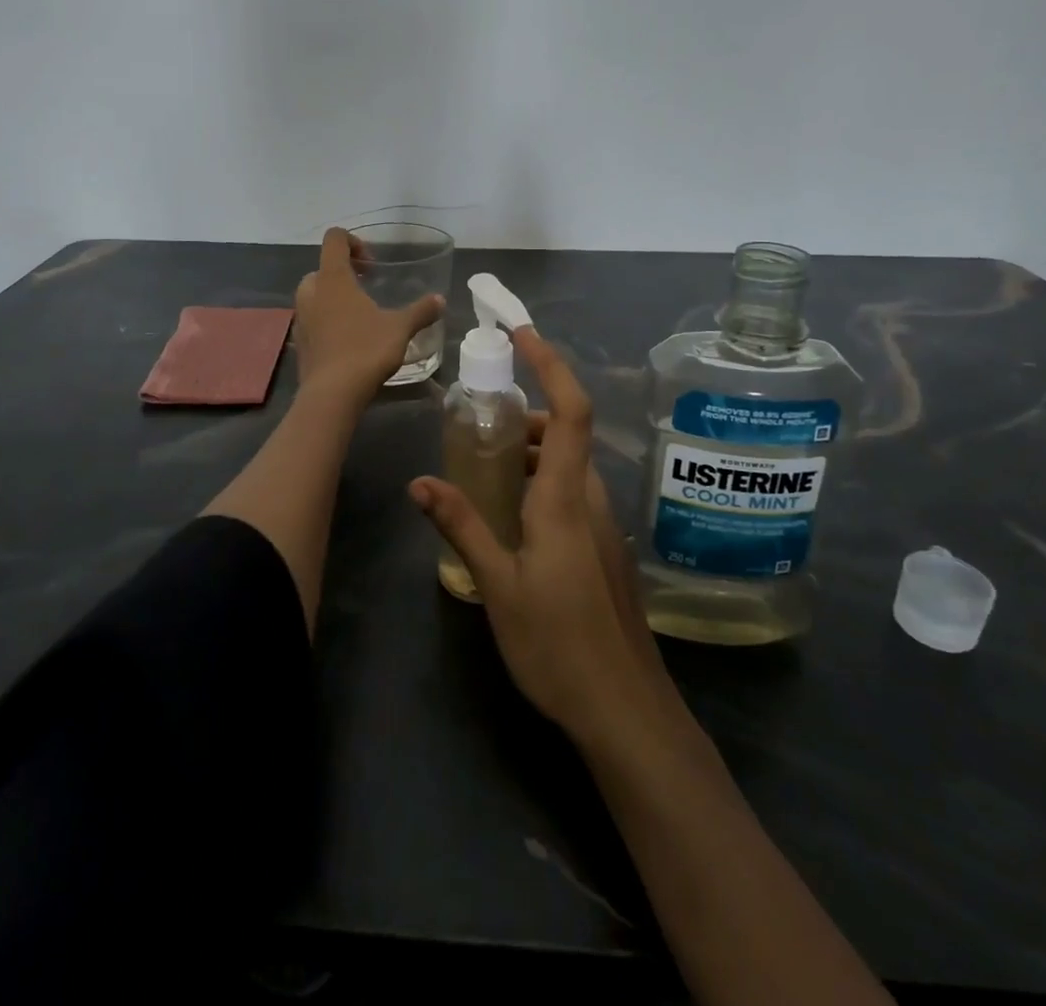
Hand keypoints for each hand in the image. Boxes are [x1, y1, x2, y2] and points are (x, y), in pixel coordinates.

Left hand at [293, 228, 444, 404]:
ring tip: (359, 315)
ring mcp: (301, 318)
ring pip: (314, 295)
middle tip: (366, 288)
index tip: (372, 264)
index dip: (353, 242)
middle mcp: (311, 292)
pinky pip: (312, 320)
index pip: (334, 239)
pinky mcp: (299, 341)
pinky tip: (348, 340)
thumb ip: (420, 311)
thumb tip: (440, 300)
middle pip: (322, 268)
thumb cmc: (366, 350)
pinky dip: (326, 321)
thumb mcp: (400, 328)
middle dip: (343, 273)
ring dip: (333, 298)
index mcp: (333, 279)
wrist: (332, 393)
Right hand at [411, 328, 675, 743]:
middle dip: (530, 415)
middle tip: (482, 422)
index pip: (571, 411)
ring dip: (535, 452)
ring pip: (571, 467)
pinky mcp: (604, 552)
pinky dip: (543, 482)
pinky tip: (511, 518)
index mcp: (566, 499)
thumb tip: (420, 481)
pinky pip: (574, 496)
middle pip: (569, 434)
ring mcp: (603, 528)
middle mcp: (591, 502)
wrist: (625, 712)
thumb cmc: (558, 644)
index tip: (523, 334)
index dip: (552, 364)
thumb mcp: (498, 583)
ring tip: (487, 467)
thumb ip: (462, 525)